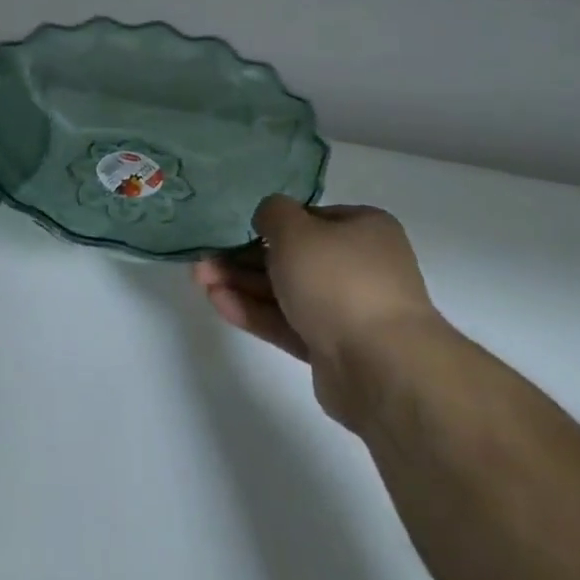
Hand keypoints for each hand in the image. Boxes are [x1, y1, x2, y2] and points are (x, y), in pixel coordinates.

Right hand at [194, 195, 438, 427]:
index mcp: (363, 229)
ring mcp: (347, 310)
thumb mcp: (296, 230)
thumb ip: (273, 213)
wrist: (380, 365)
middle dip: (244, 258)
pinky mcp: (332, 348)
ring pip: (286, 291)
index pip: (309, 218)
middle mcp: (359, 266)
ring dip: (242, 284)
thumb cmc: (338, 279)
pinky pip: (288, 322)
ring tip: (199, 280)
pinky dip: (255, 312)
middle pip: (292, 257)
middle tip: (204, 260)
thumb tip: (268, 216)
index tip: (234, 230)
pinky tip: (218, 302)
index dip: (269, 223)